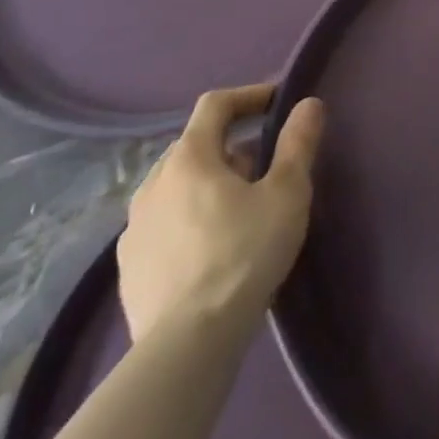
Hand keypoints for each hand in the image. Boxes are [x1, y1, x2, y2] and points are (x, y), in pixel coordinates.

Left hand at [117, 84, 324, 345]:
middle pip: (197, 147)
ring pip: (179, 187)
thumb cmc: (244, 254)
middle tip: (268, 170)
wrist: (188, 343)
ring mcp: (134, 227)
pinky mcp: (129, 267)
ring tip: (242, 212)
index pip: (215, 105)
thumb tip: (308, 104)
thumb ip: (298, 143)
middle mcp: (152, 183)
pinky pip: (165, 224)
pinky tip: (213, 250)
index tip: (277, 102)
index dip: (249, 96)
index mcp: (189, 158)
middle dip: (234, 148)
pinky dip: (190, 220)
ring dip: (210, 185)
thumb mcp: (287, 193)